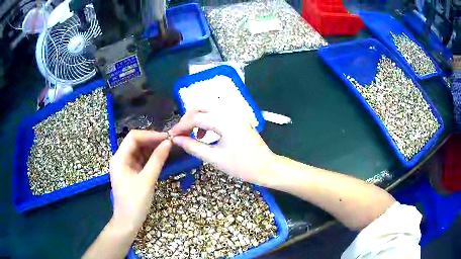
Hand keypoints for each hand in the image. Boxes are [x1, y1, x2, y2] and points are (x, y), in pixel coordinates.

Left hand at [109, 130, 171, 230]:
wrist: (128, 221)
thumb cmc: (135, 202)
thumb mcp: (147, 180)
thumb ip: (157, 160)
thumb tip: (168, 142)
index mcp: (119, 158)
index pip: (133, 137)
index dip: (150, 135)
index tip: (167, 138)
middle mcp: (120, 159)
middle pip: (136, 143)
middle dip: (152, 141)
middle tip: (170, 143)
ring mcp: (125, 166)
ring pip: (139, 151)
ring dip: (152, 149)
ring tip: (168, 149)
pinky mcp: (131, 173)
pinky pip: (141, 161)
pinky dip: (150, 158)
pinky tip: (161, 158)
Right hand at [169, 110, 275, 186]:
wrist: (266, 167)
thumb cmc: (242, 166)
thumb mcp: (215, 158)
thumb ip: (193, 147)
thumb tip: (176, 139)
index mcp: (224, 121)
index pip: (195, 118)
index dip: (180, 126)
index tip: (171, 136)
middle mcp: (229, 112)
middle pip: (200, 106)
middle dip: (187, 119)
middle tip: (181, 134)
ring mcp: (235, 113)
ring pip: (208, 108)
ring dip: (196, 118)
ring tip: (191, 135)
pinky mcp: (237, 117)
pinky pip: (217, 113)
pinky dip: (206, 120)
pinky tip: (204, 134)